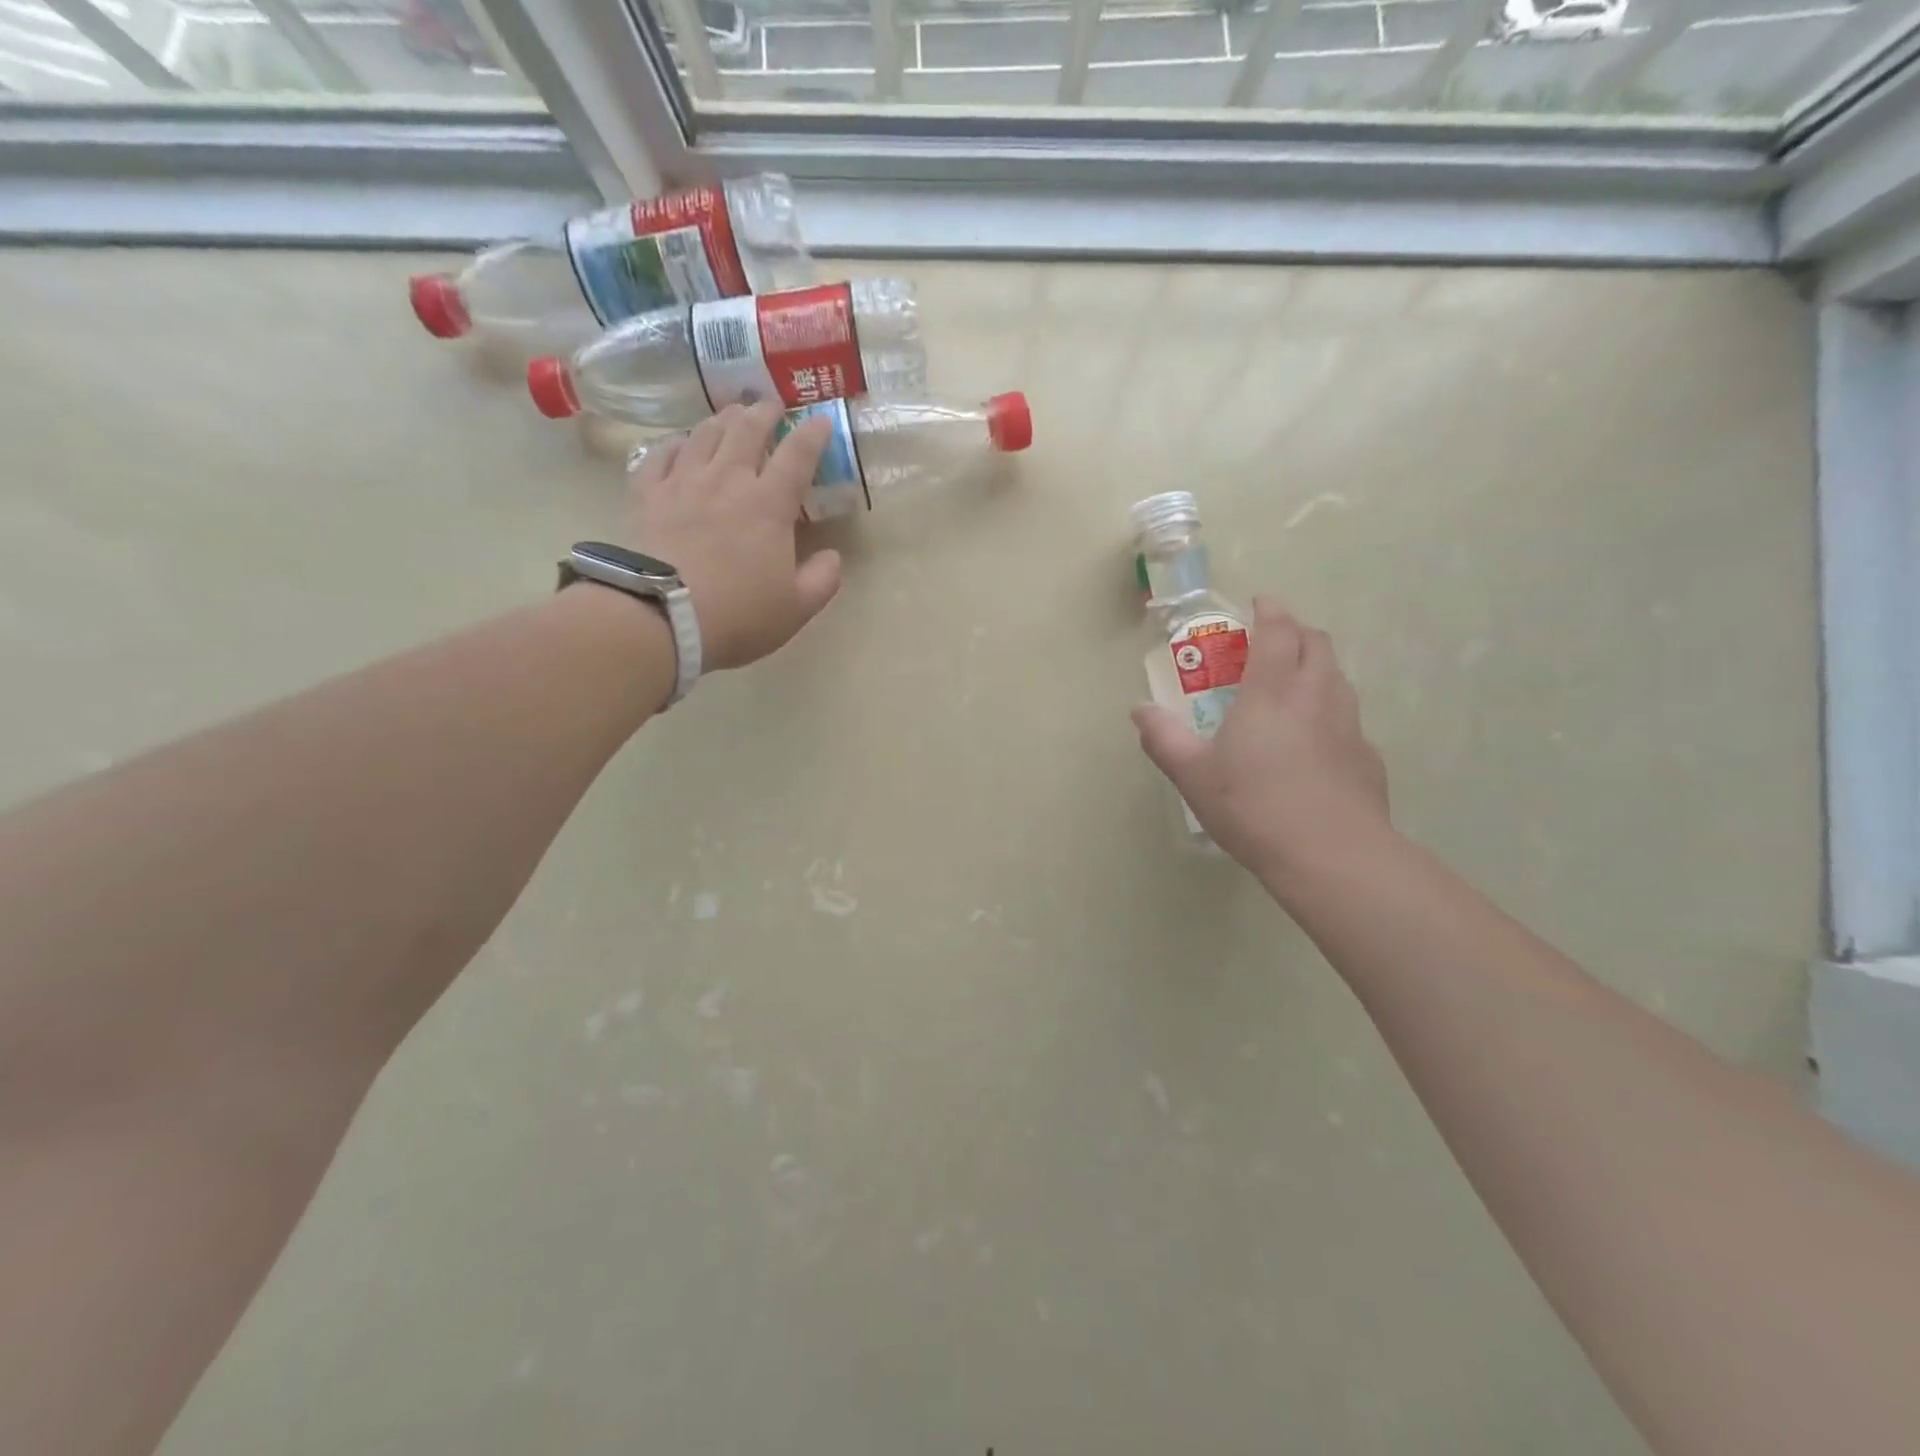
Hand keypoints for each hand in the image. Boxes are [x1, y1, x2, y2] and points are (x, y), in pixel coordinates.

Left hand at [623, 401, 841, 670]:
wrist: (662, 616)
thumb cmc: (738, 614)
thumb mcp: (797, 607)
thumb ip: (823, 579)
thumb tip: (832, 556)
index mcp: (769, 505)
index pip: (797, 456)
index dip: (812, 435)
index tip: (821, 421)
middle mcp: (727, 480)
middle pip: (747, 431)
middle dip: (764, 413)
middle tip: (771, 405)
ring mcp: (683, 483)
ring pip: (704, 435)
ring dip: (722, 419)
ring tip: (731, 413)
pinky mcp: (647, 495)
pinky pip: (660, 456)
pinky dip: (674, 444)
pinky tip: (679, 444)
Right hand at [1133, 597, 1391, 885]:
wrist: (1332, 855)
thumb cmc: (1253, 807)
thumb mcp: (1193, 775)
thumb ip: (1163, 738)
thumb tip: (1140, 710)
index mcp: (1272, 691)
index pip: (1278, 631)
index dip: (1270, 610)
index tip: (1261, 602)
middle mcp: (1316, 696)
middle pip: (1317, 644)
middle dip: (1297, 631)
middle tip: (1273, 640)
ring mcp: (1349, 725)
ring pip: (1338, 677)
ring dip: (1317, 666)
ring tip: (1293, 683)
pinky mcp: (1367, 756)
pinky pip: (1348, 716)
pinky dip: (1330, 708)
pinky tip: (1315, 740)